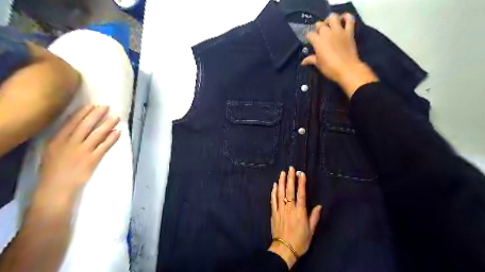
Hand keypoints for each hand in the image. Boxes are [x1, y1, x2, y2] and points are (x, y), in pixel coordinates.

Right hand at [32, 105, 120, 206]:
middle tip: (107, 106)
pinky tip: (118, 132)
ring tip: (116, 117)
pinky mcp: (93, 159)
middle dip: (97, 114)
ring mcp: (82, 151)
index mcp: (57, 140)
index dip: (83, 113)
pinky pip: (104, 146)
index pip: (72, 123)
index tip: (92, 106)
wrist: (56, 188)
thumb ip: (62, 139)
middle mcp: (70, 143)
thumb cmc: (53, 170)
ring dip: (108, 124)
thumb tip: (75, 128)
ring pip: (97, 134)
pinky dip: (112, 138)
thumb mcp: (51, 151)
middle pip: (86, 125)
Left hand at [269, 166, 320, 268]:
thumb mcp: (311, 231)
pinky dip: (274, 192)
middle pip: (290, 190)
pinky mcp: (273, 213)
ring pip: (281, 193)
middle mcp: (290, 208)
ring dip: (282, 182)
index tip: (301, 173)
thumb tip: (319, 206)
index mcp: (300, 212)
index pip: (301, 194)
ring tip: (282, 173)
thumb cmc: (300, 241)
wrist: (284, 249)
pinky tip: (274, 185)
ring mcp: (280, 209)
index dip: (301, 183)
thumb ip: (314, 217)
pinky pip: (273, 200)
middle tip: (290, 168)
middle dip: (290, 178)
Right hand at [302, 13, 378, 97]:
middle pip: (320, 24)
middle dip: (318, 27)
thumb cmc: (330, 68)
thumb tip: (303, 61)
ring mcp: (339, 31)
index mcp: (318, 41)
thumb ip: (311, 60)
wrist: (347, 69)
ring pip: (333, 18)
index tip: (309, 41)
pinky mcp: (349, 32)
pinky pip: (349, 19)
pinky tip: (343, 20)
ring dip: (330, 20)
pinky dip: (346, 17)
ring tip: (330, 25)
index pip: (310, 34)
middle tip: (319, 34)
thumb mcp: (318, 64)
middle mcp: (327, 33)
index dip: (308, 37)